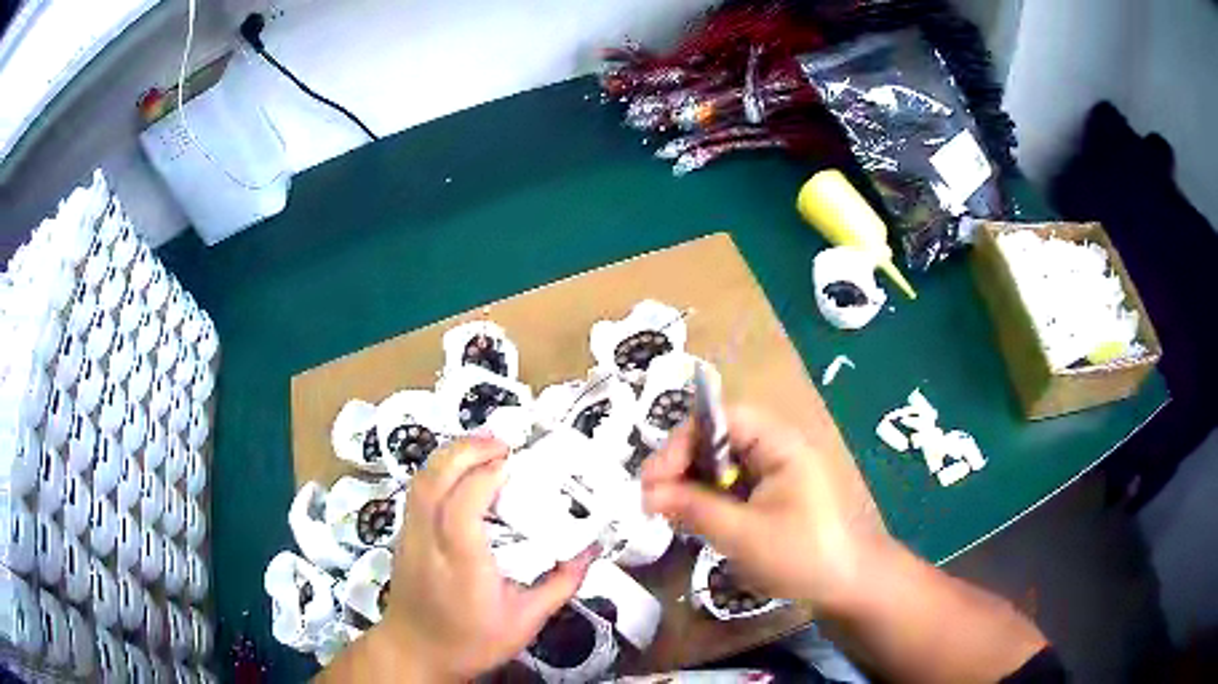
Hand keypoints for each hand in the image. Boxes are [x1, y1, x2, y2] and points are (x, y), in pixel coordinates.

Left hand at [377, 437, 594, 680]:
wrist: (415, 653)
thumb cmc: (470, 642)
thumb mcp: (525, 622)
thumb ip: (559, 586)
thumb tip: (588, 551)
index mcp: (461, 564)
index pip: (464, 505)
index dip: (487, 475)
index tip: (516, 462)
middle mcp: (429, 541)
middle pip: (435, 479)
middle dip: (467, 450)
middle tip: (503, 443)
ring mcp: (410, 535)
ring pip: (421, 479)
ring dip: (451, 455)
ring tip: (485, 448)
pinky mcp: (404, 535)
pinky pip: (418, 490)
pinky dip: (440, 469)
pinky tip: (462, 472)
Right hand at [642, 405, 890, 611]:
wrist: (847, 586)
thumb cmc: (801, 555)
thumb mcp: (742, 534)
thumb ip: (693, 508)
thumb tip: (646, 493)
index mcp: (779, 443)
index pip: (720, 419)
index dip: (681, 442)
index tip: (653, 479)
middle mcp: (775, 448)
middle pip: (717, 438)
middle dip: (680, 464)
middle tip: (649, 498)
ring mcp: (773, 472)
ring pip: (719, 463)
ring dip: (689, 483)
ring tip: (661, 510)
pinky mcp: (770, 494)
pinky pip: (729, 485)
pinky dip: (705, 498)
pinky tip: (687, 518)